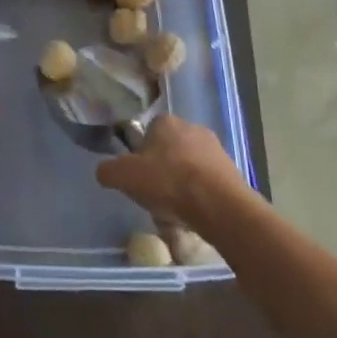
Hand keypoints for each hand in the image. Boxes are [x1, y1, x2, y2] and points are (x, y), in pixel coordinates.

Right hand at [97, 115, 249, 232]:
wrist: (220, 206)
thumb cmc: (168, 182)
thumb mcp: (124, 177)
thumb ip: (108, 170)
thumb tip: (104, 171)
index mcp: (165, 121)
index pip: (147, 132)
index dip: (140, 155)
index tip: (138, 177)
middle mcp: (192, 127)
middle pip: (169, 150)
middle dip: (162, 170)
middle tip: (155, 196)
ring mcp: (215, 149)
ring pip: (189, 168)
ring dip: (181, 185)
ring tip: (175, 212)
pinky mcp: (232, 171)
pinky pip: (207, 183)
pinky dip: (199, 197)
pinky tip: (194, 216)